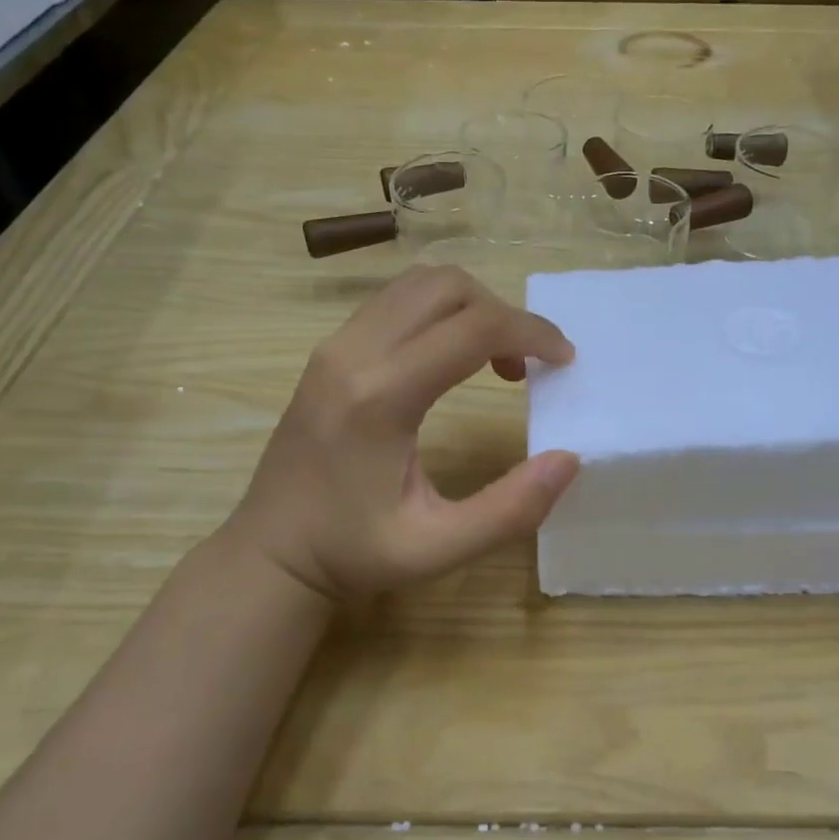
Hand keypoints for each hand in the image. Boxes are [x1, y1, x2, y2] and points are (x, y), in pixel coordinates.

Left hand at [225, 266, 580, 600]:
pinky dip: (440, 313)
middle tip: (529, 364)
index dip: (531, 333)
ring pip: (418, 285)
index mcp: (381, 397)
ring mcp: (334, 346)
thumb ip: (510, 509)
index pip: (472, 328)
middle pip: (446, 287)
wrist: (270, 553)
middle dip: (503, 313)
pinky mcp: (329, 351)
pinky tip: (452, 359)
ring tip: (495, 359)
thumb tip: (568, 459)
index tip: (564, 360)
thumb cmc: (352, 554)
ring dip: (471, 308)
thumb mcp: (438, 548)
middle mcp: (353, 354)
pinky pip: (395, 302)